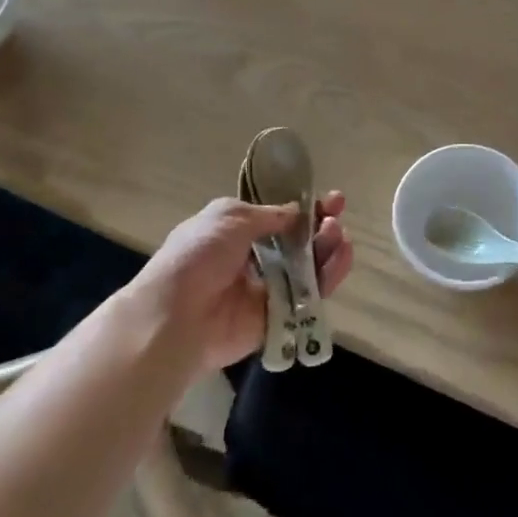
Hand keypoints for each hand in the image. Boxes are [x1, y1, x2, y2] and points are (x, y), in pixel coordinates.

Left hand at [133, 194, 352, 372]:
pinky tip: (341, 259)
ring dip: (328, 249)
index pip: (280, 217)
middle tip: (336, 220)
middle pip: (300, 242)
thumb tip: (299, 212)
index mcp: (237, 232)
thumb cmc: (199, 255)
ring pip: (309, 268)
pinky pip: (311, 296)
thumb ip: (271, 215)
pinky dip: (329, 277)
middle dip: (322, 228)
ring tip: (340, 237)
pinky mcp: (279, 317)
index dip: (306, 208)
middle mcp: (254, 260)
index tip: (332, 199)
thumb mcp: (230, 217)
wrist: (177, 316)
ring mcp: (268, 290)